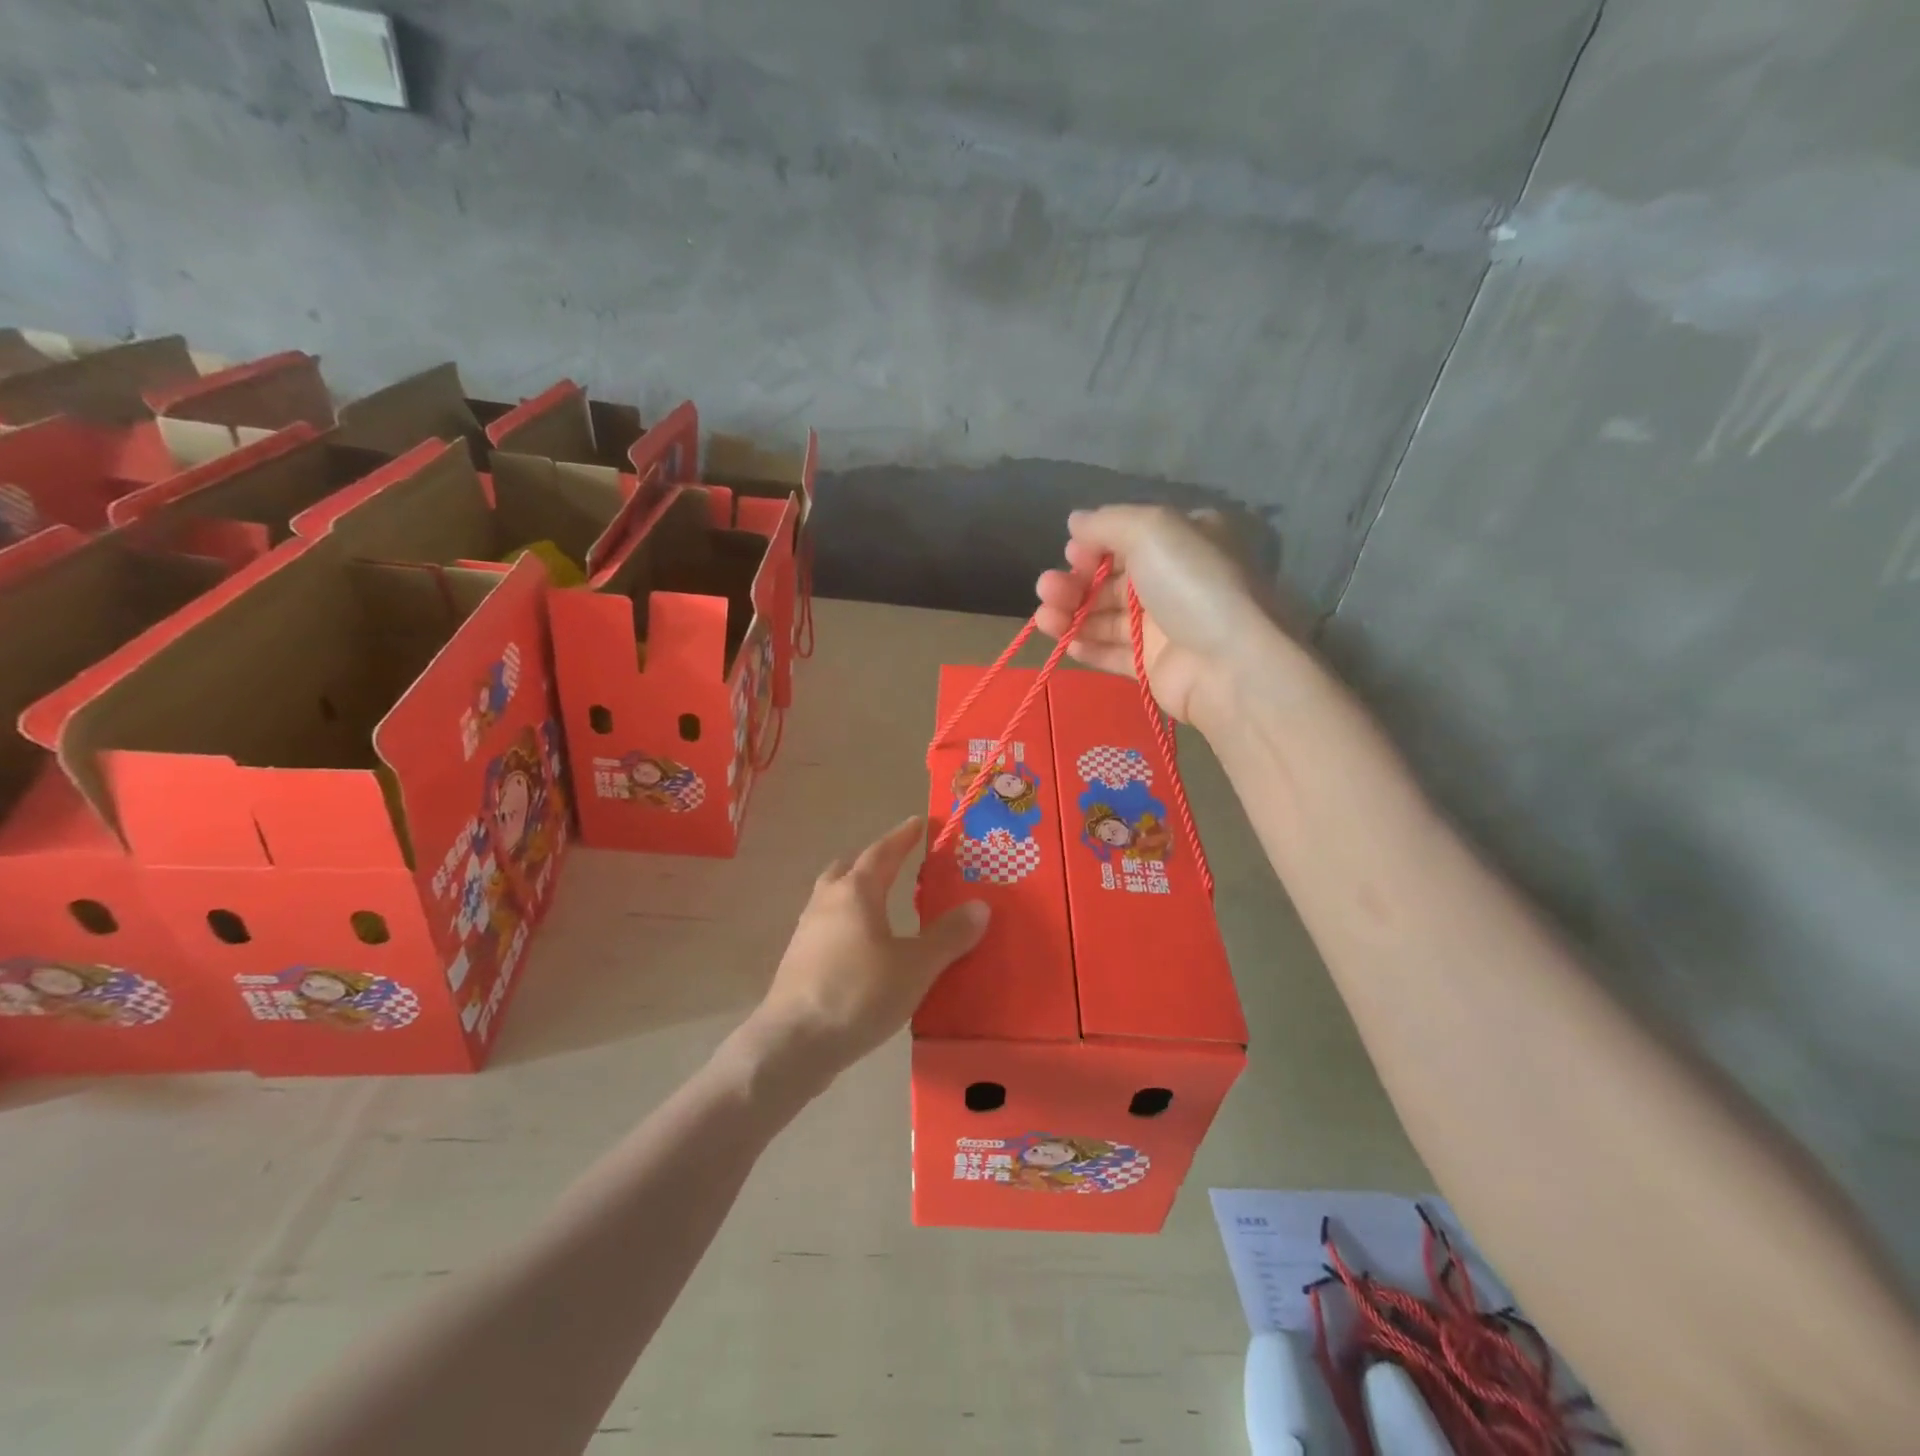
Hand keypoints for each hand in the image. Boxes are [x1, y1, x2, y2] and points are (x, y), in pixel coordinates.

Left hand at [739, 818, 989, 1093]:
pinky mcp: (800, 960)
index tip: (919, 822)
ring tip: (884, 905)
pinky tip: (865, 947)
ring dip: (858, 893)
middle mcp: (827, 901)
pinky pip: (829, 926)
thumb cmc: (858, 994)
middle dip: (875, 862)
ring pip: (835, 897)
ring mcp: (808, 931)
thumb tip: (980, 906)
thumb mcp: (915, 967)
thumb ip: (948, 936)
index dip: (903, 836)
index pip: (883, 851)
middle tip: (899, 863)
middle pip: (850, 868)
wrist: (793, 1043)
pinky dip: (849, 923)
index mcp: (856, 892)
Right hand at [1033, 506, 1282, 728]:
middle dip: (1074, 582)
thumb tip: (1074, 520)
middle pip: (1111, 579)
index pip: (1129, 538)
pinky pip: (1113, 653)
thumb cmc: (1192, 584)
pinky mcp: (1153, 666)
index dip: (1094, 545)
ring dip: (1071, 614)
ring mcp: (1164, 626)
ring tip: (1045, 619)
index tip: (1071, 554)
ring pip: (1106, 617)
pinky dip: (1088, 648)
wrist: (1228, 664)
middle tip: (1046, 589)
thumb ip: (1107, 522)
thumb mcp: (1152, 529)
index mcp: (1184, 542)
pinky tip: (1066, 644)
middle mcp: (1174, 581)